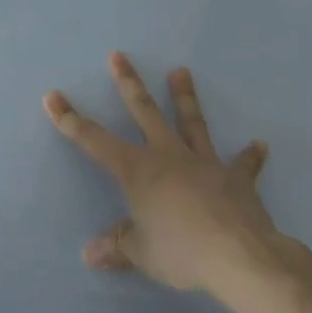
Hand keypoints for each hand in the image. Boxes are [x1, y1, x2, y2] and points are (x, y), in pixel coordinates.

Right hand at [45, 52, 299, 304]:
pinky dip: (250, 156)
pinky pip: (243, 165)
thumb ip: (117, 247)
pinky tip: (259, 144)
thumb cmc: (181, 251)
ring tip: (181, 71)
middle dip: (128, 83)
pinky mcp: (236, 180)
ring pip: (191, 123)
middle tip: (119, 55)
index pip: (93, 140)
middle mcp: (167, 156)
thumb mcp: (141, 253)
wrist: (241, 256)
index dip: (70, 119)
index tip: (52, 96)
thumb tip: (89, 255)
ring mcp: (204, 164)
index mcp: (137, 171)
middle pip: (144, 112)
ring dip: (185, 97)